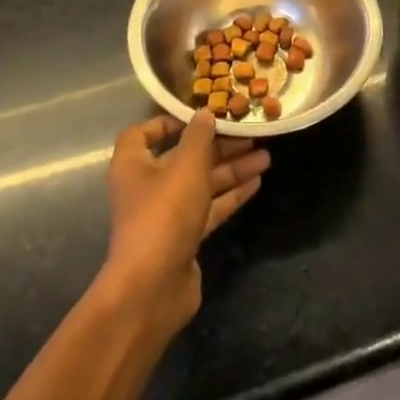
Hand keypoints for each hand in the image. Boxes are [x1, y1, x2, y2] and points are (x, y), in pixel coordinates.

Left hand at [102, 111, 269, 333]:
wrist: (153, 287)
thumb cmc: (164, 215)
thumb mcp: (185, 167)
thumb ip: (198, 137)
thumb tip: (204, 112)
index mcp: (133, 165)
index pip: (142, 134)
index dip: (168, 122)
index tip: (200, 118)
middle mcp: (147, 186)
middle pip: (183, 157)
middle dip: (217, 146)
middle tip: (251, 135)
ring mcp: (166, 214)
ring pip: (201, 183)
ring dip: (231, 169)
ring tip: (265, 157)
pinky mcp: (184, 237)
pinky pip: (209, 208)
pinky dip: (231, 195)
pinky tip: (257, 183)